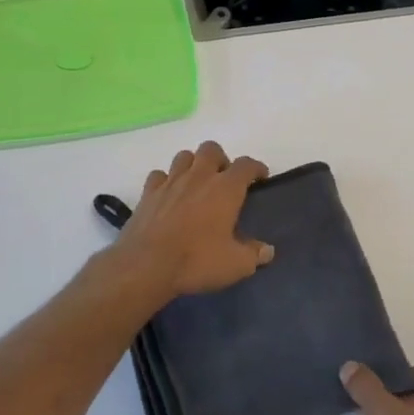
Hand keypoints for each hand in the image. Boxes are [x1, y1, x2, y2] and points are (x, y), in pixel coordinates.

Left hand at [111, 141, 273, 300]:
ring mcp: (171, 182)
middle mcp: (199, 177)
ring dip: (193, 164)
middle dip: (221, 159)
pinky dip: (166, 180)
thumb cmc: (197, 261)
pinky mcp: (148, 193)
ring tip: (197, 183)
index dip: (256, 168)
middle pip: (211, 149)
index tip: (260, 176)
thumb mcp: (235, 265)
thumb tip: (267, 251)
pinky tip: (169, 194)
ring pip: (184, 156)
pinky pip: (159, 175)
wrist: (146, 265)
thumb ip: (254, 255)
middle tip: (224, 179)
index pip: (246, 165)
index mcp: (225, 189)